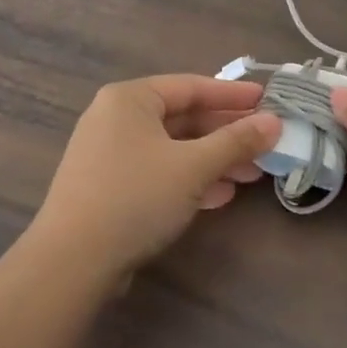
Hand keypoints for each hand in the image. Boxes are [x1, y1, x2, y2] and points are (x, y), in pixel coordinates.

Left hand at [31, 75, 280, 282]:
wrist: (71, 261)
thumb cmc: (136, 197)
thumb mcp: (193, 166)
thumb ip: (235, 141)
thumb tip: (274, 122)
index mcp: (130, 99)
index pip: (191, 86)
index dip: (232, 95)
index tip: (266, 100)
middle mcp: (116, 118)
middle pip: (182, 118)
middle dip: (225, 134)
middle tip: (265, 143)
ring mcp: (109, 153)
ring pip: (172, 148)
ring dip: (212, 160)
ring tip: (251, 175)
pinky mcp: (108, 186)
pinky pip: (157, 171)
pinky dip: (188, 179)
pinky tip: (219, 196)